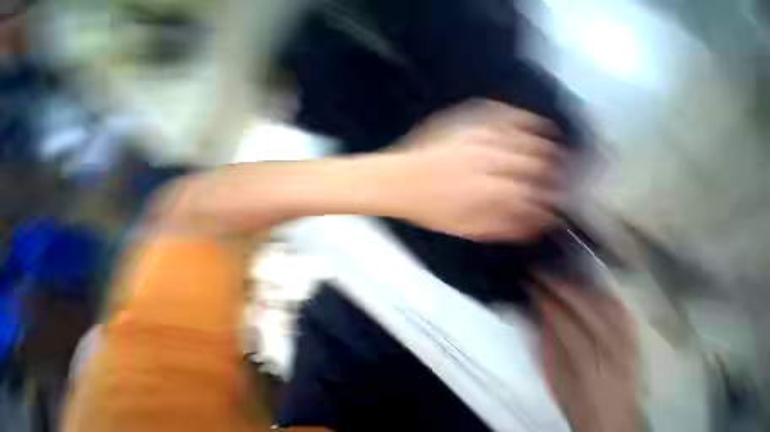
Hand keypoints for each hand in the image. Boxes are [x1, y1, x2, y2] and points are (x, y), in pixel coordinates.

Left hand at [380, 100, 565, 241]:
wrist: (398, 182)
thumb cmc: (424, 207)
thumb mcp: (461, 227)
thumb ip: (498, 228)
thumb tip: (528, 229)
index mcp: (489, 191)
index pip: (534, 197)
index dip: (548, 204)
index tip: (552, 207)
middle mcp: (490, 161)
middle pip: (538, 164)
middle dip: (554, 175)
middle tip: (556, 180)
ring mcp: (478, 138)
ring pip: (528, 136)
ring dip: (545, 145)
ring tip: (551, 151)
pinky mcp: (465, 122)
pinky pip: (501, 113)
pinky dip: (520, 118)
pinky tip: (527, 123)